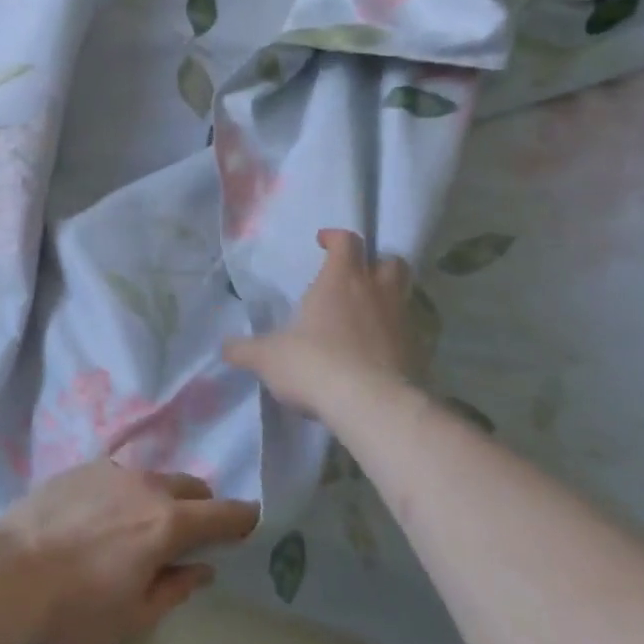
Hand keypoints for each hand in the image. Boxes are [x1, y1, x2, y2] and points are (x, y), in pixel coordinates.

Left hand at [0, 461, 259, 643]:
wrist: (9, 569)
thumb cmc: (76, 606)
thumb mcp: (134, 616)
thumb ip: (174, 588)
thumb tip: (202, 568)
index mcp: (166, 523)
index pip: (222, 514)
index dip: (242, 518)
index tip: (253, 521)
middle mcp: (144, 486)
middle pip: (189, 485)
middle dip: (201, 505)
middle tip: (193, 533)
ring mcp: (110, 471)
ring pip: (152, 477)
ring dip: (161, 497)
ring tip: (141, 526)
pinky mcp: (80, 467)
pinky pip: (118, 476)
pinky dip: (126, 492)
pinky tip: (103, 517)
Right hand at [223, 229, 419, 422]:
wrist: (371, 406)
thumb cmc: (313, 364)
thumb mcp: (267, 357)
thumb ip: (245, 350)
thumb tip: (224, 348)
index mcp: (340, 280)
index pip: (347, 241)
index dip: (336, 238)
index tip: (323, 242)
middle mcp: (377, 292)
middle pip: (390, 261)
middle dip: (375, 263)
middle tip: (355, 277)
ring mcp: (403, 322)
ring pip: (405, 294)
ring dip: (388, 298)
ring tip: (366, 316)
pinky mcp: (419, 353)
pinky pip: (410, 332)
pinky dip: (396, 335)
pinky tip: (377, 353)